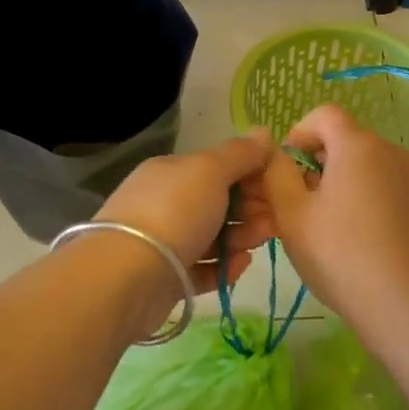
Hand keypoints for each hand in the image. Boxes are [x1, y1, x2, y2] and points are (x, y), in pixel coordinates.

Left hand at [95, 131, 276, 294]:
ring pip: (211, 236)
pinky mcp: (165, 278)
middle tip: (276, 219)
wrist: (129, 275)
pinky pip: (201, 269)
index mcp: (171, 172)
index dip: (251, 174)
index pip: (218, 167)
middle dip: (250, 208)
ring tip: (260, 243)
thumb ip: (239, 154)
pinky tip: (240, 266)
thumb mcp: (210, 171)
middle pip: (217, 203)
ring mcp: (162, 241)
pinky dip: (222, 267)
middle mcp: (164, 203)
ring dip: (240, 237)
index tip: (279, 186)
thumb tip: (264, 131)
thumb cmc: (174, 212)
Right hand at [261, 104, 408, 349]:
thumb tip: (276, 154)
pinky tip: (360, 236)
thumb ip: (277, 174)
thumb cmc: (338, 255)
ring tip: (329, 222)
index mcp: (358, 146)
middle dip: (319, 161)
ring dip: (344, 180)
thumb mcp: (292, 215)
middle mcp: (391, 152)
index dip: (299, 132)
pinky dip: (369, 197)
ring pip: (369, 165)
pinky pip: (388, 186)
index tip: (287, 167)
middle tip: (301, 201)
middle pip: (348, 140)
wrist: (403, 304)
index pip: (324, 114)